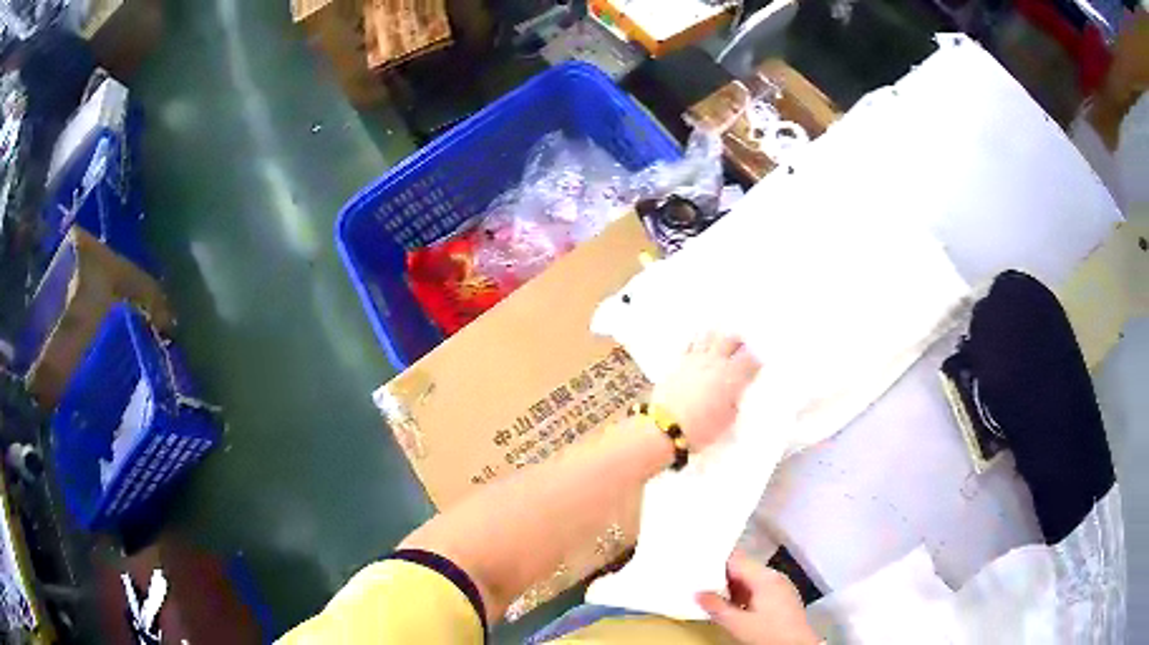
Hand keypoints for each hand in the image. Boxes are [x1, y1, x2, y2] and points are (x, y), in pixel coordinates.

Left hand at [650, 332, 758, 449]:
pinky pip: (689, 343)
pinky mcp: (677, 362)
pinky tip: (697, 343)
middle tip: (741, 347)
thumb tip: (734, 396)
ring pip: (708, 336)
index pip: (750, 360)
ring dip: (716, 337)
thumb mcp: (728, 421)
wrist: (666, 426)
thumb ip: (734, 404)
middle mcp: (715, 362)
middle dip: (738, 342)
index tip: (757, 366)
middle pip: (730, 340)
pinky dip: (696, 340)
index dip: (756, 362)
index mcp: (732, 376)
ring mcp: (695, 359)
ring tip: (718, 342)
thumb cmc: (702, 428)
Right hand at [697, 551, 820, 644]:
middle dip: (723, 576)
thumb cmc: (768, 633)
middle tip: (700, 583)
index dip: (716, 561)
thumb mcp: (737, 624)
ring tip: (713, 596)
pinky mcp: (784, 596)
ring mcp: (781, 585)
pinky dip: (745, 593)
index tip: (697, 565)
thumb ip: (716, 607)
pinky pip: (760, 587)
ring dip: (733, 587)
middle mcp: (774, 576)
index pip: (736, 559)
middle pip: (744, 568)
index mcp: (764, 577)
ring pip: (751, 579)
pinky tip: (735, 606)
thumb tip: (697, 593)